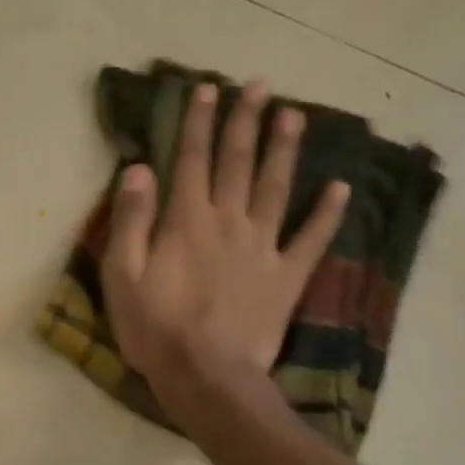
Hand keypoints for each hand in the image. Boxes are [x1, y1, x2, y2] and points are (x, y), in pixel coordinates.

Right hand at [101, 80, 347, 410]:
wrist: (208, 378)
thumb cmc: (156, 328)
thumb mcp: (122, 275)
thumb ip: (132, 219)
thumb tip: (139, 168)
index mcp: (187, 220)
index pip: (192, 158)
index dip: (199, 121)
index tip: (208, 88)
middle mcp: (229, 221)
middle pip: (238, 162)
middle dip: (246, 121)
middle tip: (260, 85)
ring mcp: (263, 247)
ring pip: (277, 188)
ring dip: (285, 150)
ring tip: (295, 115)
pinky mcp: (287, 277)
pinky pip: (311, 239)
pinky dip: (328, 214)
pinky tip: (342, 188)